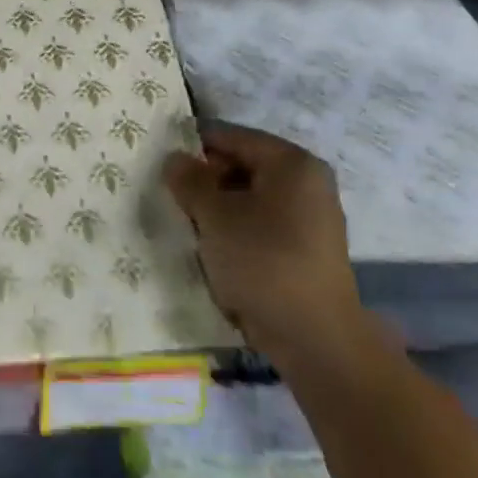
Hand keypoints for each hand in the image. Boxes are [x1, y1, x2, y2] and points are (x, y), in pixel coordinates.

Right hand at [166, 122, 360, 352]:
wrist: (315, 340)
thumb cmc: (263, 262)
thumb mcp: (214, 216)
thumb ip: (190, 180)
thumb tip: (175, 159)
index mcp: (292, 163)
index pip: (232, 137)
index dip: (194, 145)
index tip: (162, 161)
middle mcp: (307, 183)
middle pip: (243, 166)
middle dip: (206, 180)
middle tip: (172, 197)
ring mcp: (311, 219)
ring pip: (249, 198)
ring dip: (218, 209)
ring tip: (188, 225)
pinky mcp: (305, 251)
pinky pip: (261, 226)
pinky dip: (236, 231)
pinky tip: (212, 250)